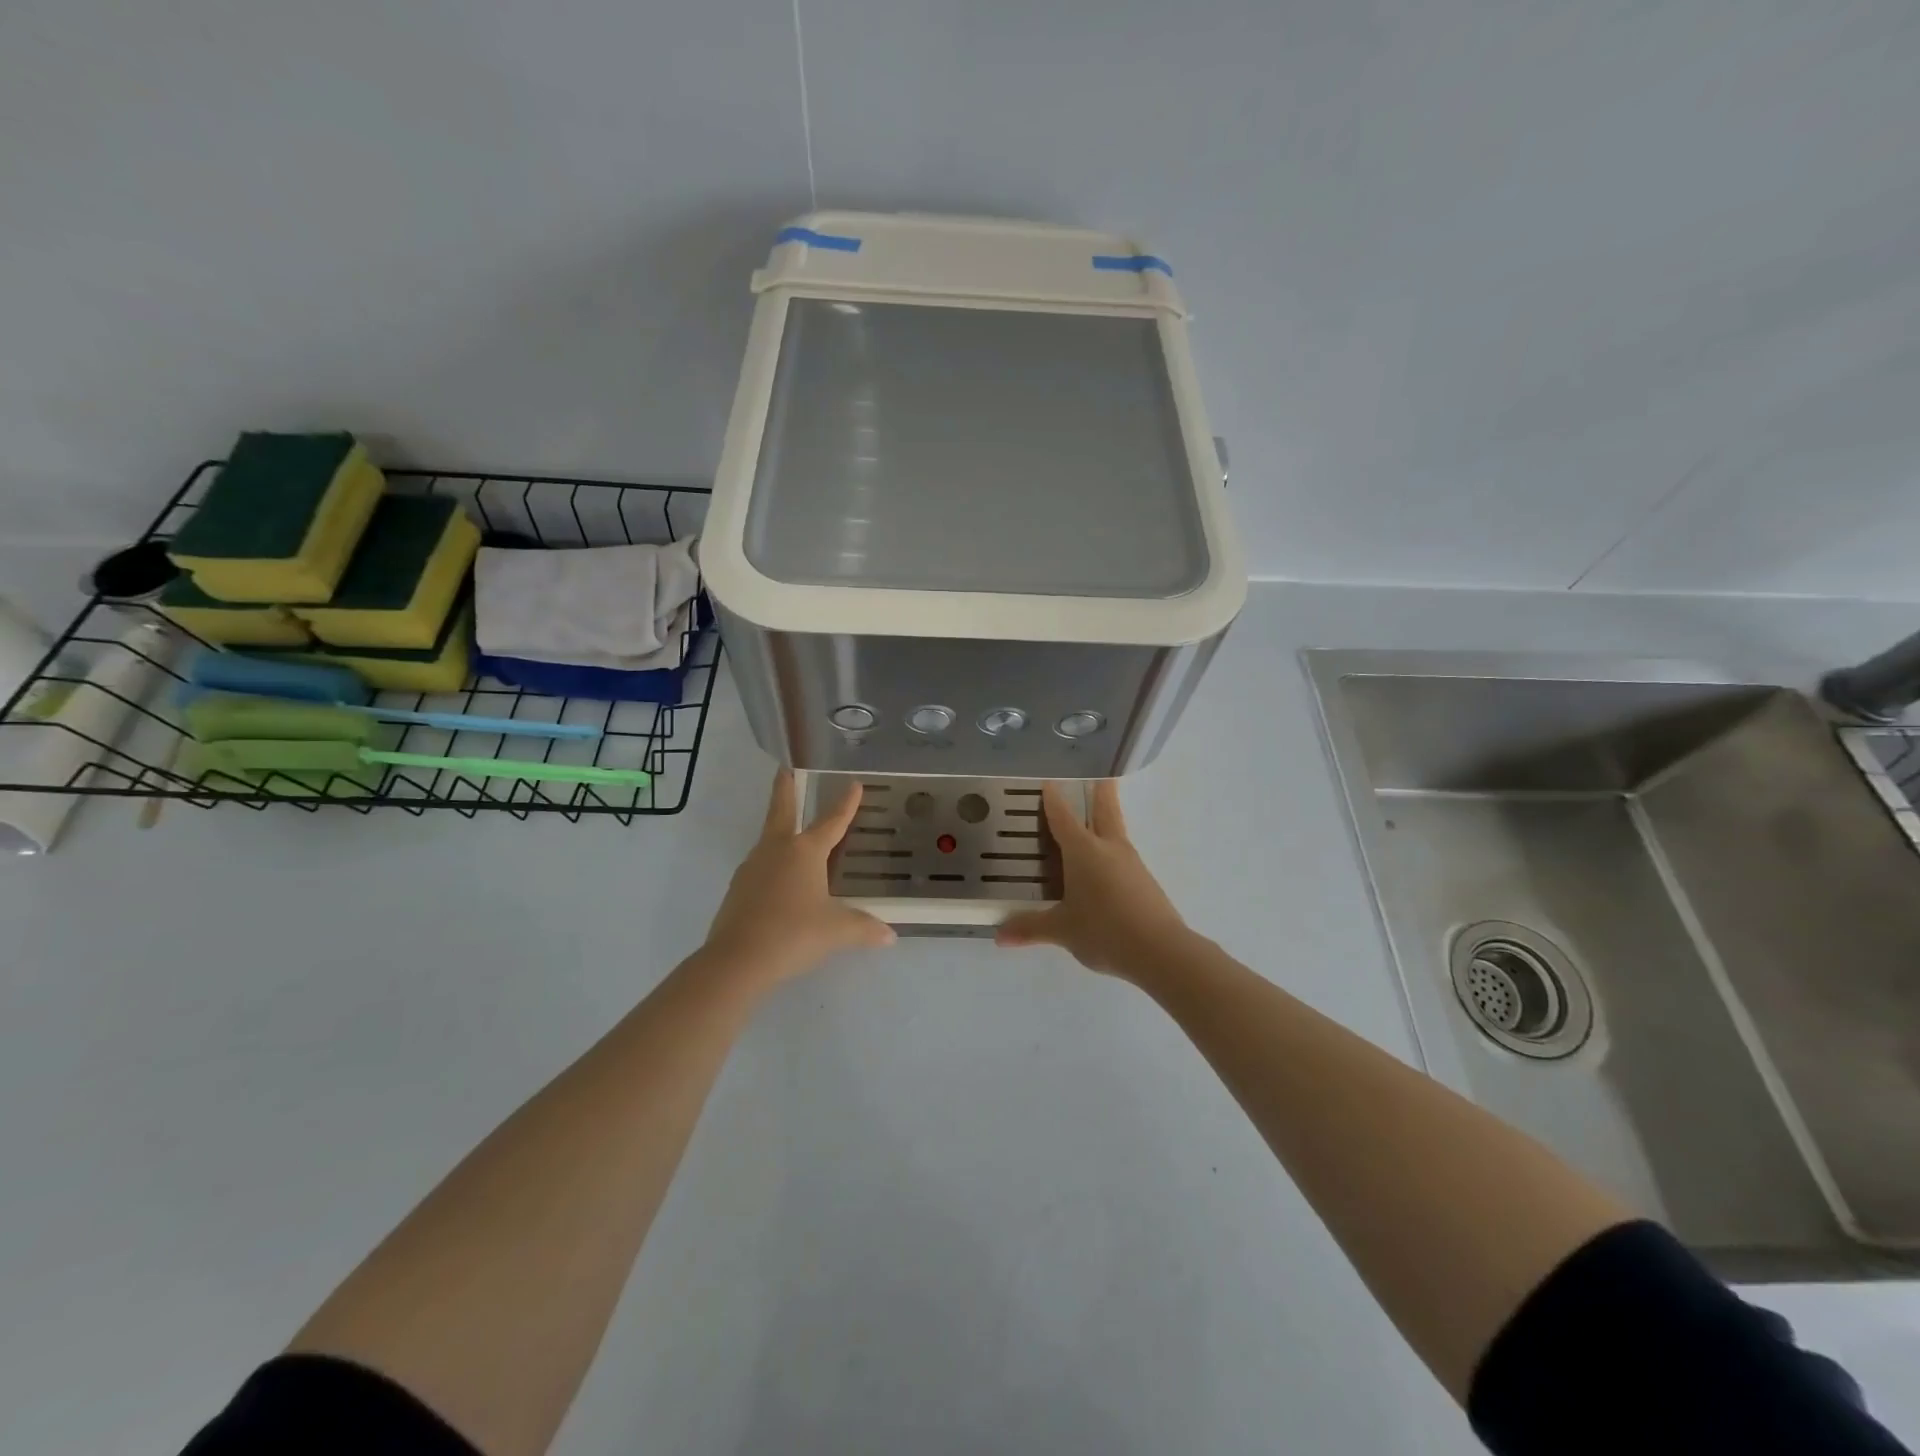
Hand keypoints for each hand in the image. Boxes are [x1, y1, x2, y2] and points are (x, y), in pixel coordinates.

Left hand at [702, 770, 895, 988]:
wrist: (737, 960)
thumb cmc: (793, 934)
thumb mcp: (837, 931)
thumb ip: (864, 928)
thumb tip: (890, 936)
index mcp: (805, 851)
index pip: (831, 821)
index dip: (845, 804)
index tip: (853, 783)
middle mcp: (777, 850)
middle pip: (781, 810)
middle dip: (785, 788)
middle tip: (785, 768)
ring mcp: (753, 867)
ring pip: (769, 839)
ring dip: (780, 828)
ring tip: (793, 832)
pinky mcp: (738, 889)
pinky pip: (761, 867)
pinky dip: (773, 863)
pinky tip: (781, 879)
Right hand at [994, 781, 1191, 981]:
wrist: (1161, 951)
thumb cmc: (1104, 930)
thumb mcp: (1062, 930)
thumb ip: (1030, 928)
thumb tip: (999, 936)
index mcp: (1084, 851)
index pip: (1064, 818)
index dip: (1054, 800)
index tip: (1049, 783)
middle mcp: (1109, 848)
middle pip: (1105, 810)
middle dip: (1100, 791)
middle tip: (1099, 775)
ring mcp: (1131, 863)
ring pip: (1117, 830)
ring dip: (1108, 817)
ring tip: (1097, 817)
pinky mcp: (1144, 881)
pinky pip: (1123, 855)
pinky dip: (1112, 848)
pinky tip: (1106, 864)